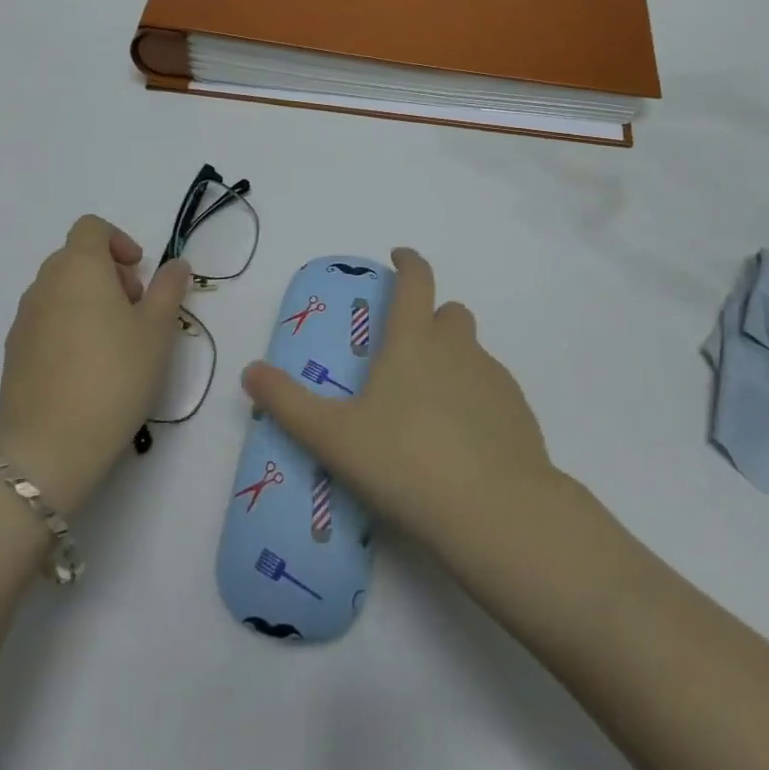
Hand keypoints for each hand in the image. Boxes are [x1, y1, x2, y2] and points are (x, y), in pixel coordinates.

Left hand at [0, 215, 191, 513]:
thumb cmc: (114, 375)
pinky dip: (69, 326)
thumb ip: (168, 289)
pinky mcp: (13, 353)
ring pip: (60, 291)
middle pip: (76, 258)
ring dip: (89, 300)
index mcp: (78, 268)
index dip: (119, 240)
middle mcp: (44, 284)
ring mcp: (23, 320)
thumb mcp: (157, 330)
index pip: (91, 228)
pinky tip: (88, 367)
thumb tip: (175, 264)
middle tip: (136, 309)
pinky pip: (46, 321)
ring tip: (116, 342)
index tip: (140, 273)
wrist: (49, 447)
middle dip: (109, 273)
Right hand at [241, 248, 552, 557]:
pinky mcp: (519, 412)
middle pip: (450, 313)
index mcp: (413, 340)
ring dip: (453, 361)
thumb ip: (288, 403)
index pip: (416, 279)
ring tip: (430, 407)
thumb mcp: (333, 437)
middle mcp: (458, 348)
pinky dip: (476, 399)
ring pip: (472, 352)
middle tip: (408, 352)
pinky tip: (463, 441)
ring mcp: (494, 378)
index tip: (399, 257)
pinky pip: (493, 390)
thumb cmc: (405, 462)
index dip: (408, 262)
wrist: (495, 512)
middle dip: (431, 318)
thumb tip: (249, 371)